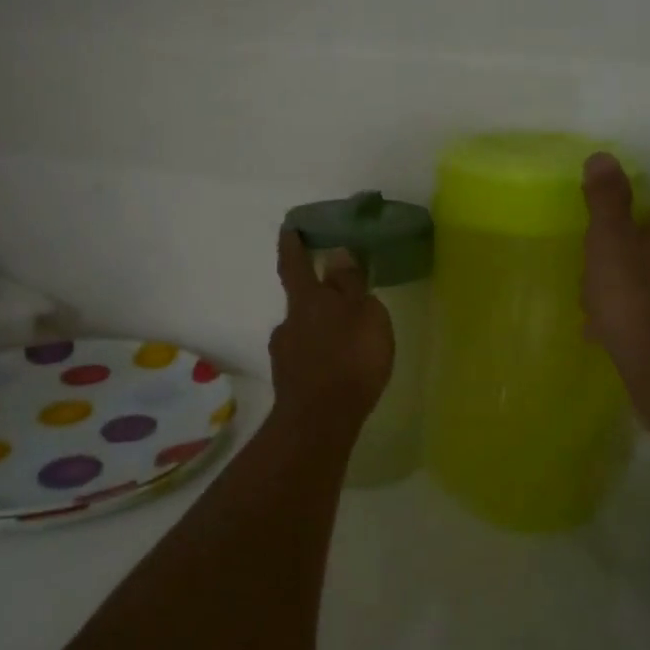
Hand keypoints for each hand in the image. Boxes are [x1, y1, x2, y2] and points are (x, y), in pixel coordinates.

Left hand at [269, 229, 394, 432]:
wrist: (320, 421)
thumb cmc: (350, 359)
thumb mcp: (365, 314)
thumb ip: (350, 285)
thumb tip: (336, 255)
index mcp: (308, 300)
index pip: (295, 263)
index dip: (292, 244)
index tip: (289, 227)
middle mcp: (289, 322)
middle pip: (301, 301)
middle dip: (317, 297)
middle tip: (340, 300)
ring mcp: (285, 354)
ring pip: (304, 331)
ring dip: (321, 330)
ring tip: (347, 341)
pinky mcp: (289, 381)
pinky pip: (306, 358)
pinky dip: (320, 356)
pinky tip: (337, 368)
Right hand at [581, 152, 649, 389]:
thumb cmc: (631, 293)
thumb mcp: (609, 238)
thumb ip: (606, 199)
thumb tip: (602, 156)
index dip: (620, 228)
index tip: (595, 244)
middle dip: (621, 264)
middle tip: (591, 278)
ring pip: (649, 288)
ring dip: (623, 294)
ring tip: (593, 311)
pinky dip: (630, 321)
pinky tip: (607, 336)